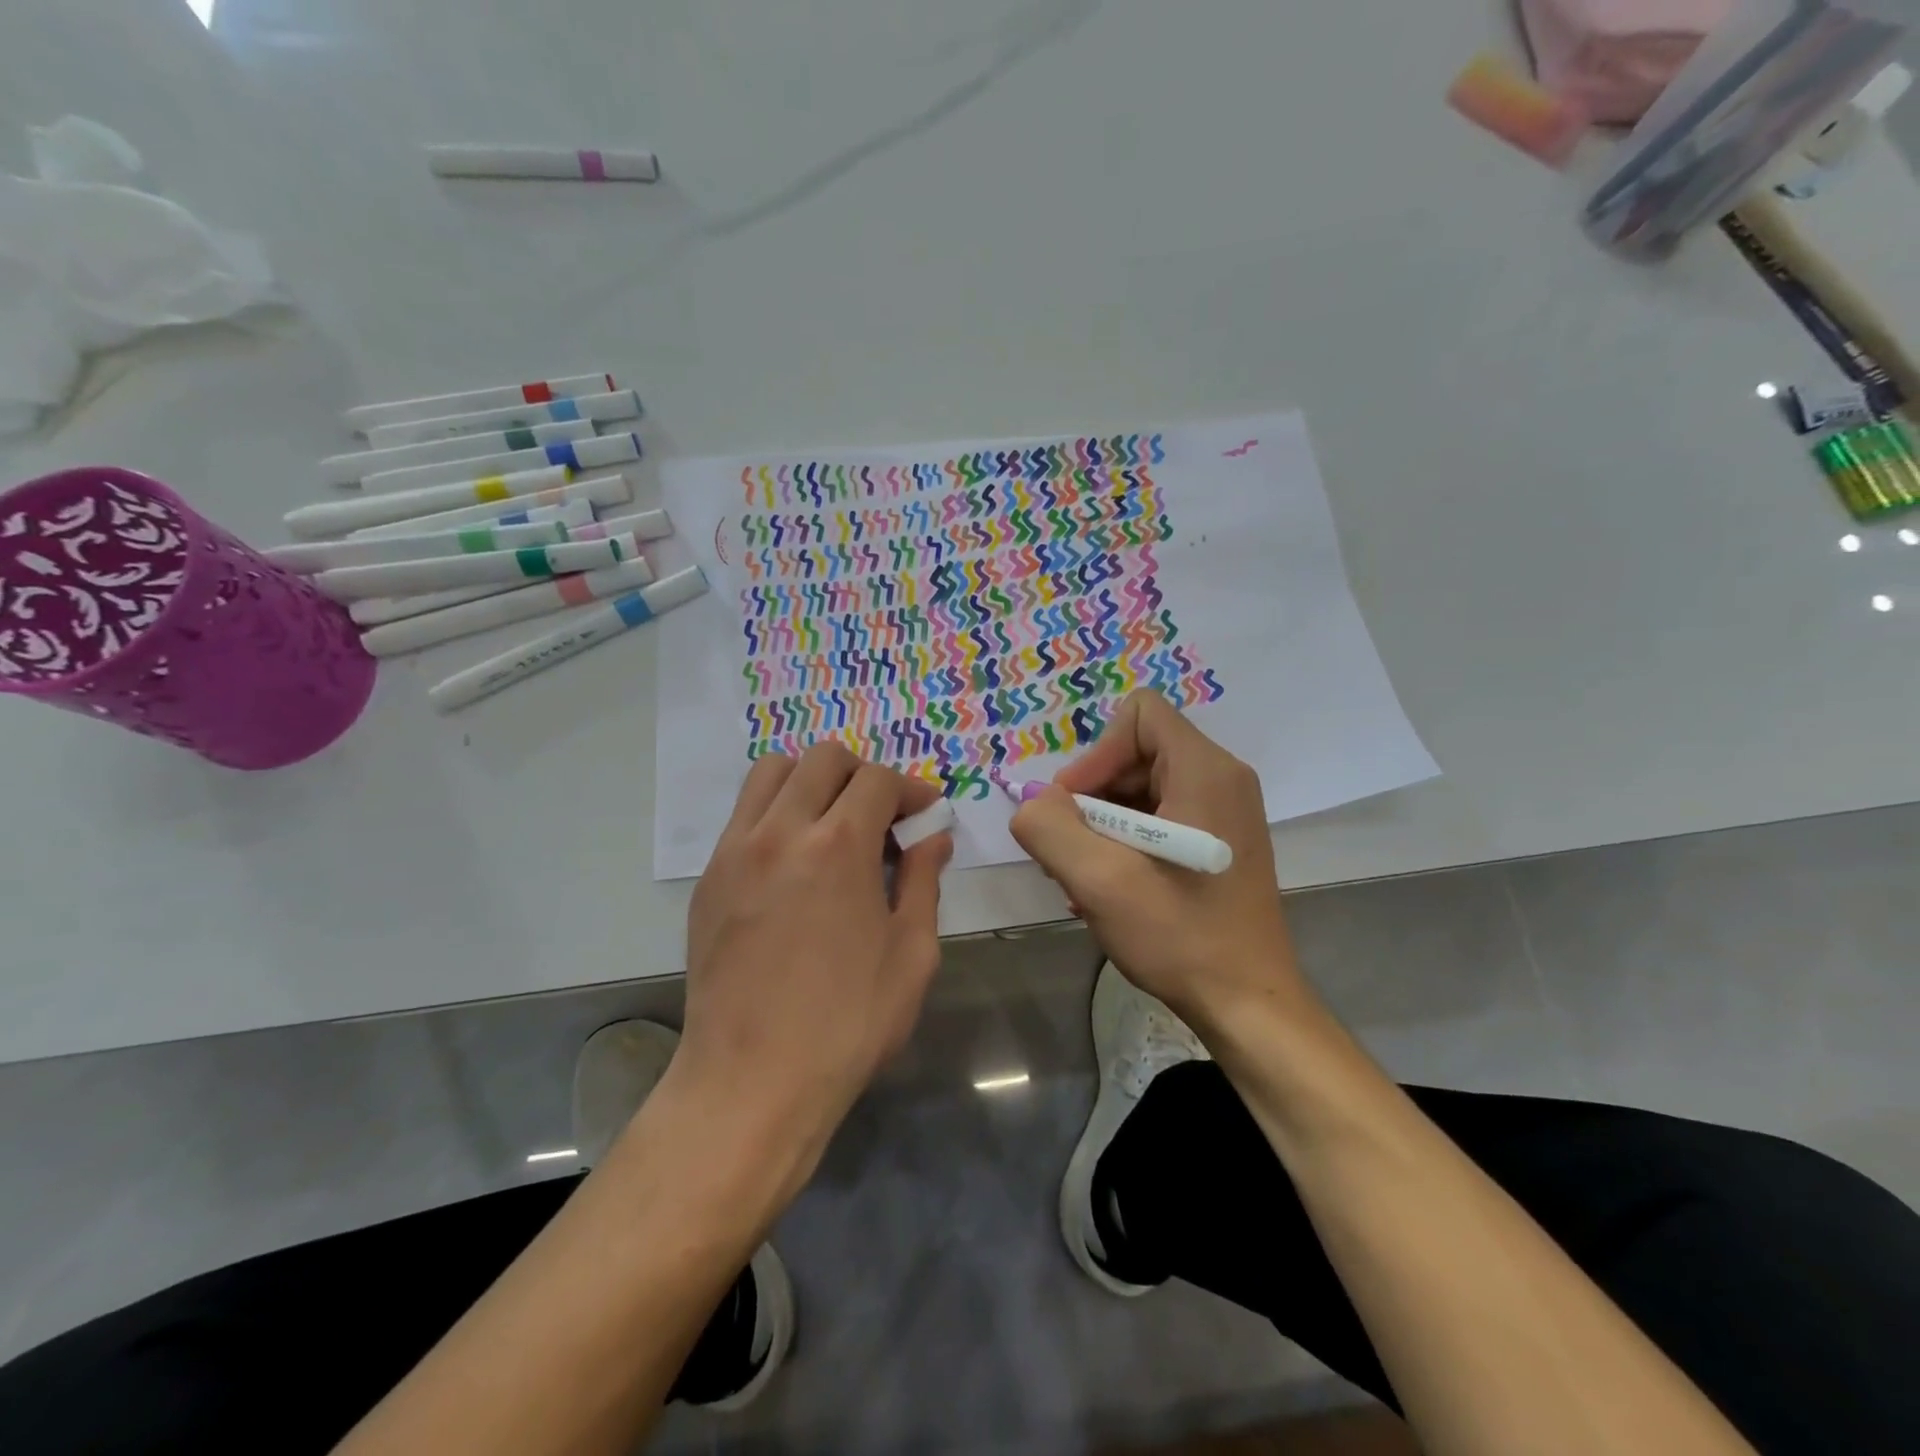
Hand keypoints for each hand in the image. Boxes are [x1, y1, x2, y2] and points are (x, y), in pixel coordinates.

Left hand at [677, 744, 952, 1170]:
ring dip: (811, 780)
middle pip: (823, 759)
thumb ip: (923, 882)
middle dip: (863, 774)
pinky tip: (794, 860)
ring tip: (832, 822)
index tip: (925, 814)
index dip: (911, 789)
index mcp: (839, 846)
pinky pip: (744, 814)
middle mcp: (782, 831)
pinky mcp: (709, 877)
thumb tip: (932, 839)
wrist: (751, 1080)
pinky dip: (776, 812)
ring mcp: (737, 851)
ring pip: (772, 772)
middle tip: (882, 816)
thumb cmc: (847, 1023)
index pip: (878, 779)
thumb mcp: (911, 954)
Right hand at [1008, 690, 1306, 1027]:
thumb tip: (1032, 802)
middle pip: (1136, 751)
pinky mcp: (1219, 840)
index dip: (1096, 753)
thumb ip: (1050, 828)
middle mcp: (1221, 778)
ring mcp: (1224, 810)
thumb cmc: (1180, 937)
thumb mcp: (1099, 881)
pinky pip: (1159, 816)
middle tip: (1071, 849)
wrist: (1248, 1005)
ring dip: (1102, 824)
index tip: (1076, 808)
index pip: (1138, 714)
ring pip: (1142, 787)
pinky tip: (1109, 887)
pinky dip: (1125, 841)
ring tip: (1085, 876)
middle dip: (1093, 795)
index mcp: (1204, 770)